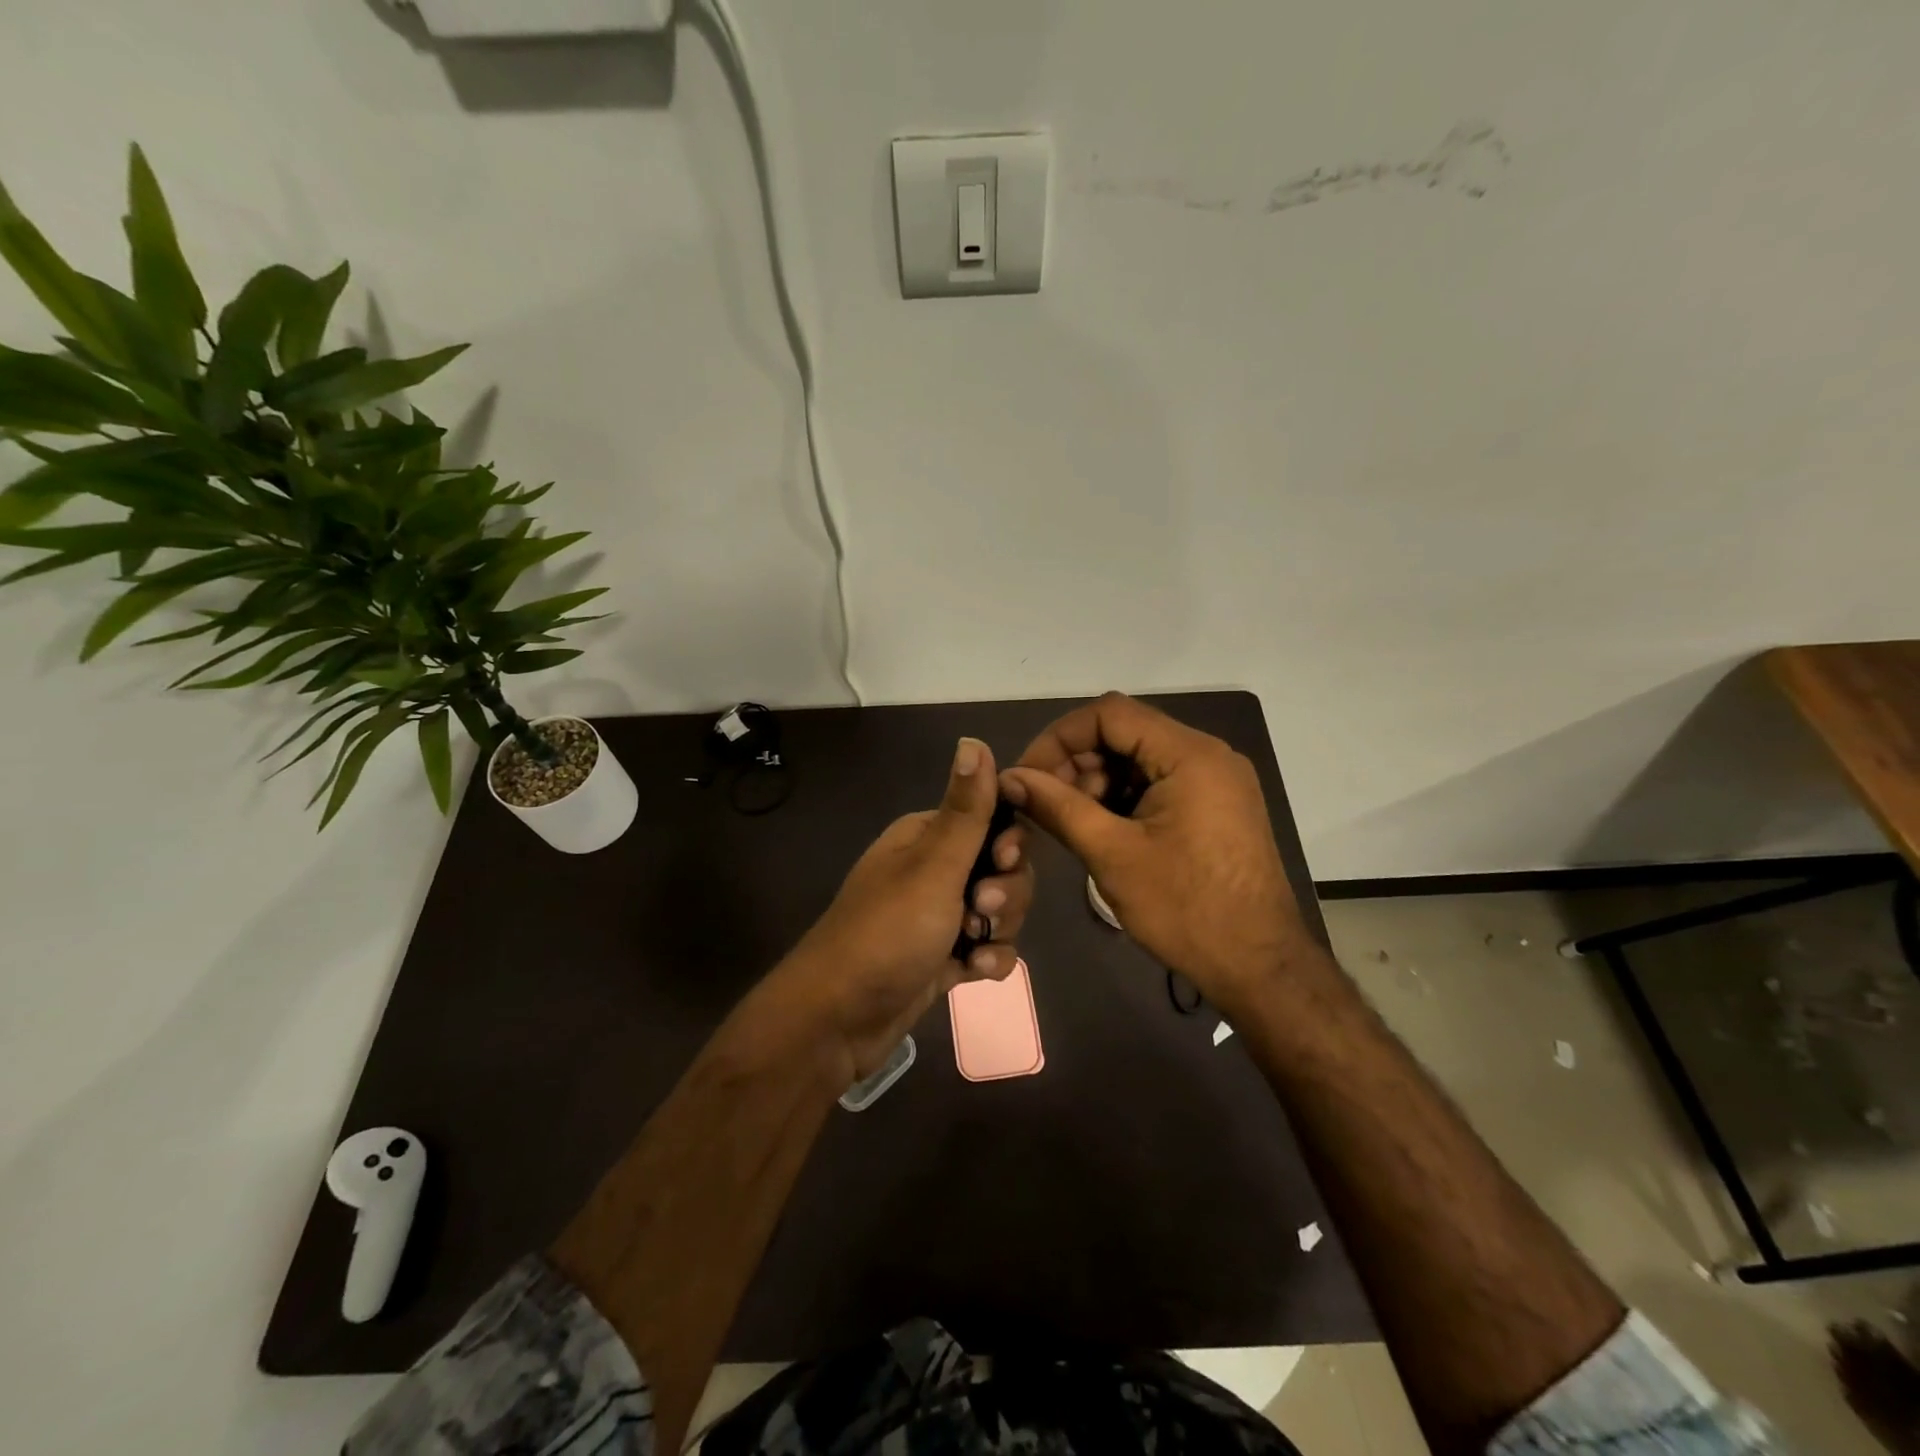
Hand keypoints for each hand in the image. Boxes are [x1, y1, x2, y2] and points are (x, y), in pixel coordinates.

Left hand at [779, 737, 1032, 1082]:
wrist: (838, 1019)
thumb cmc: (888, 931)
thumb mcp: (933, 866)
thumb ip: (965, 809)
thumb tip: (973, 739)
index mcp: (927, 837)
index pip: (992, 820)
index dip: (1010, 841)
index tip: (1005, 860)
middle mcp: (934, 870)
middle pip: (1003, 868)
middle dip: (1006, 892)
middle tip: (982, 909)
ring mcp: (939, 916)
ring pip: (1000, 911)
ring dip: (999, 929)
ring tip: (973, 947)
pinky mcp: (943, 956)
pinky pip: (987, 948)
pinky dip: (987, 959)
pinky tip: (972, 974)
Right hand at [1000, 693, 1308, 1010]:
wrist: (1260, 967)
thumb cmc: (1185, 909)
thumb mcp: (1112, 854)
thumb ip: (1057, 807)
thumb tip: (1010, 778)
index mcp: (1190, 755)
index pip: (1109, 714)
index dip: (1059, 738)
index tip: (1028, 776)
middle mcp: (1208, 755)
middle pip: (1125, 733)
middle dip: (1077, 763)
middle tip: (1043, 805)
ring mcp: (1216, 781)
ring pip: (1139, 760)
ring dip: (1097, 784)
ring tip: (1071, 825)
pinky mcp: (1217, 806)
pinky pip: (1159, 784)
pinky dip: (1124, 800)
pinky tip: (1102, 832)